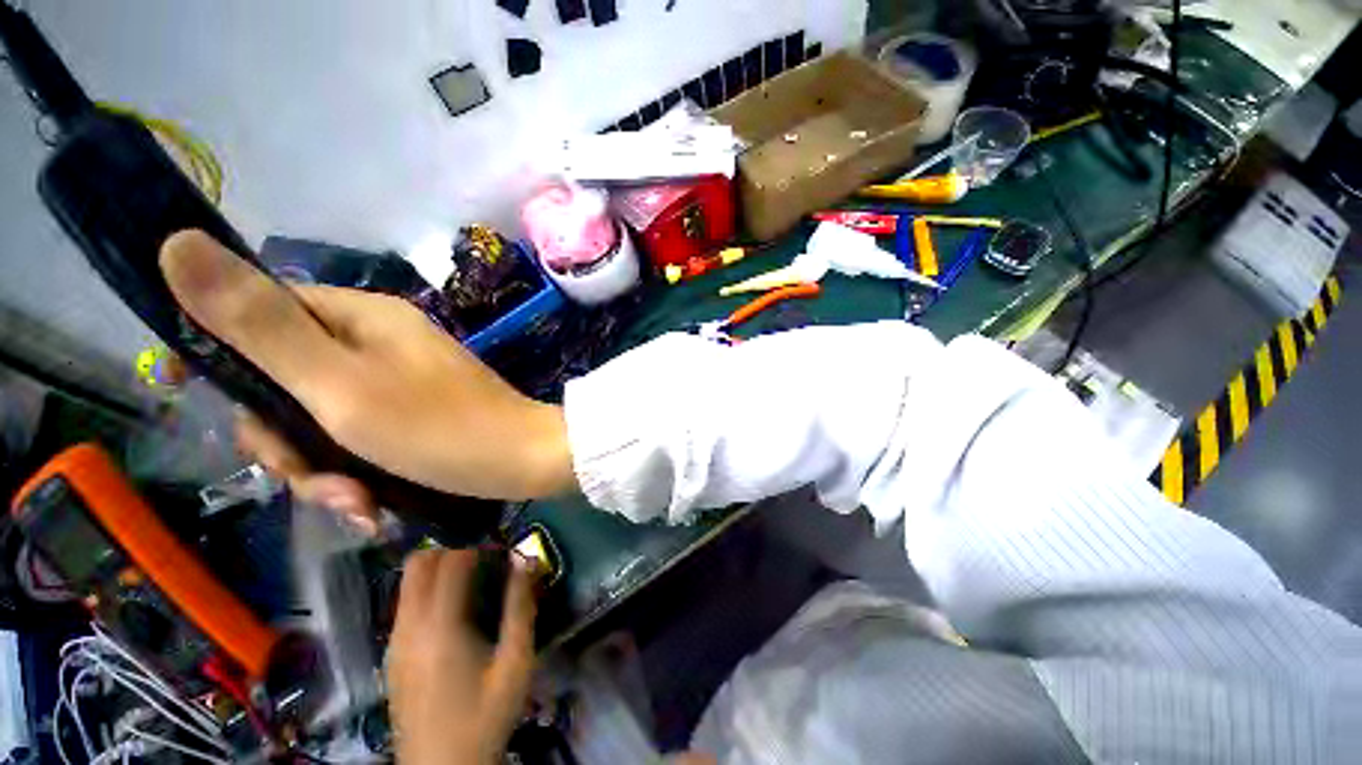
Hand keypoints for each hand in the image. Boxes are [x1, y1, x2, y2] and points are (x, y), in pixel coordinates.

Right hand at [159, 231, 575, 527]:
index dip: (222, 356)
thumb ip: (259, 324)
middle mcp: (377, 341)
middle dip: (288, 444)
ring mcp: (396, 380)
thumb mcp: (336, 382)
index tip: (192, 398)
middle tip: (317, 482)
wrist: (523, 461)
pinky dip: (356, 477)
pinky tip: (374, 508)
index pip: (260, 316)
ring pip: (317, 422)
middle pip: (285, 382)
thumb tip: (178, 242)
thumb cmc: (439, 427)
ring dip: (324, 473)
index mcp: (360, 317)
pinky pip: (356, 441)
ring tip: (358, 504)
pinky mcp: (412, 415)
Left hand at [390, 548, 536, 764]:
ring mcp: (394, 642)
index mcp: (440, 627)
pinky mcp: (391, 656)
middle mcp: (409, 627)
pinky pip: (405, 605)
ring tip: (470, 582)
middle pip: (418, 563)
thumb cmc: (485, 716)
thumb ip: (521, 606)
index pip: (451, 561)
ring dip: (437, 570)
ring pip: (408, 584)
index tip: (499, 548)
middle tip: (482, 560)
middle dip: (450, 550)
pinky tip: (451, 613)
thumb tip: (525, 559)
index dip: (477, 545)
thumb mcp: (515, 662)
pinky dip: (426, 593)